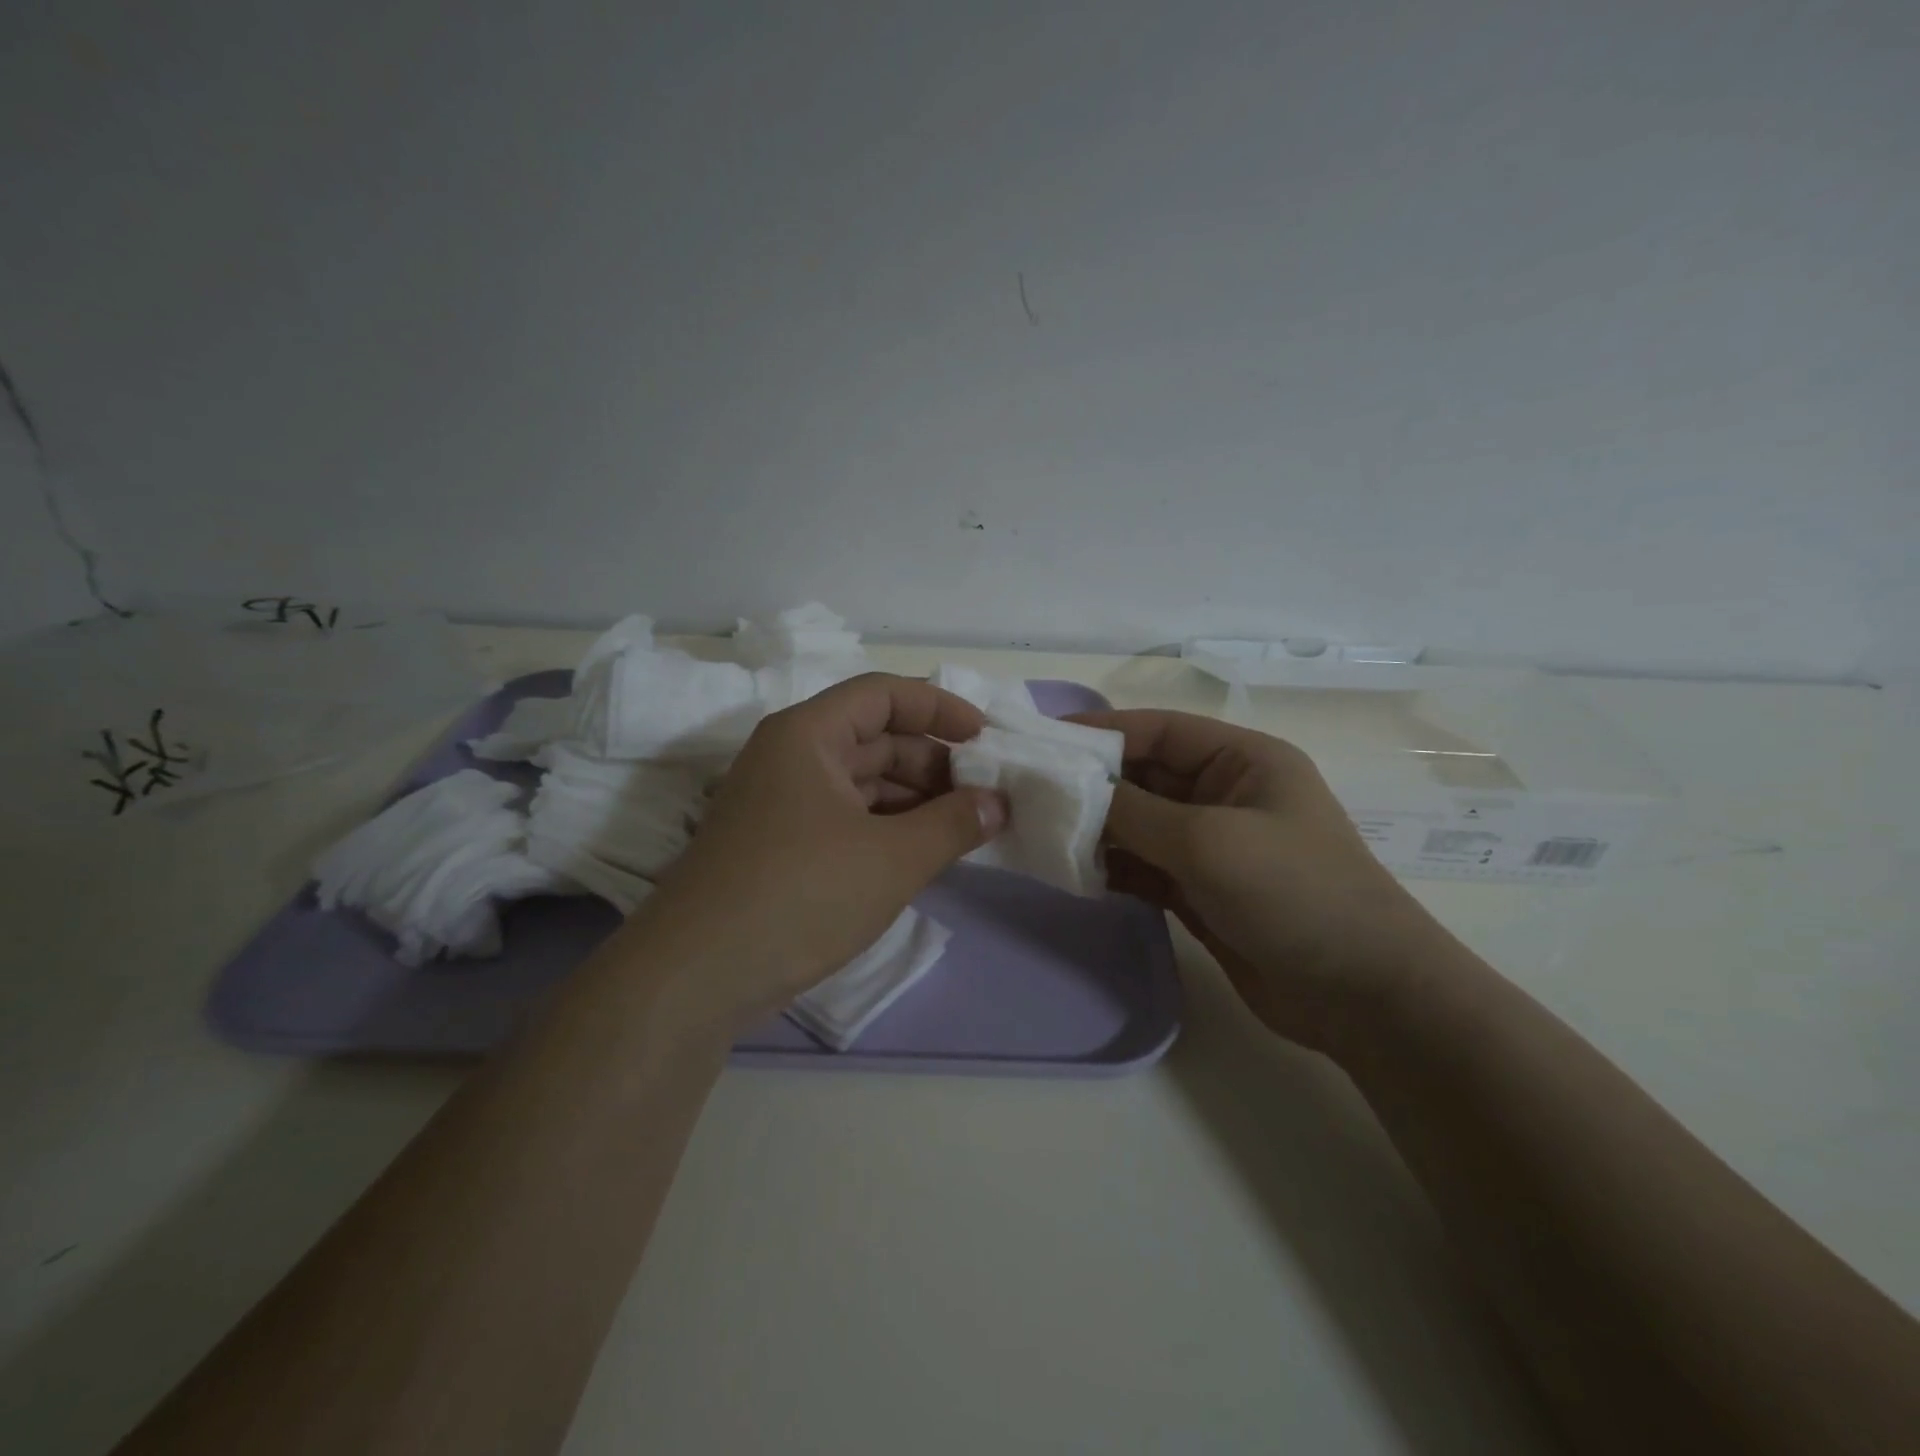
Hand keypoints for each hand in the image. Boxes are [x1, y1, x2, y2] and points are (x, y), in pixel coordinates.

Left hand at [627, 673, 1006, 1031]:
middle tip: (984, 796)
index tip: (985, 739)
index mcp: (808, 735)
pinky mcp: (779, 846)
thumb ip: (954, 824)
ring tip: (964, 829)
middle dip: (933, 763)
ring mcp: (781, 803)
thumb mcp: (892, 858)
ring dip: (914, 800)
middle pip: (875, 738)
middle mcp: (790, 757)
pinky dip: (887, 829)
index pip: (883, 695)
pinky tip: (921, 854)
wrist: (696, 977)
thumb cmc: (800, 894)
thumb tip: (998, 803)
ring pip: (862, 782)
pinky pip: (846, 818)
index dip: (939, 708)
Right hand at [1072, 709, 1455, 1052]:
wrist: (1362, 994)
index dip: (1101, 731)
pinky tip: (1075, 873)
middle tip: (1029, 793)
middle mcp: (1225, 794)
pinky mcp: (1201, 891)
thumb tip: (1075, 793)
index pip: (1158, 731)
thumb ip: (1134, 813)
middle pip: (1144, 777)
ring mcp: (1213, 846)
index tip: (1042, 742)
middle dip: (1091, 785)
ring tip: (1042, 834)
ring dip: (1097, 830)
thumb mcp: (1208, 840)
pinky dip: (1113, 868)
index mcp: (1242, 760)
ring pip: (1139, 825)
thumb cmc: (1294, 893)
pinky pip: (1144, 867)